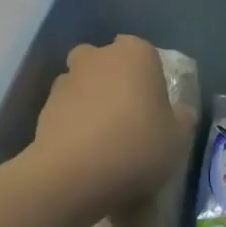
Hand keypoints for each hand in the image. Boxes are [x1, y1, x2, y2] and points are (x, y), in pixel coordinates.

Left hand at [26, 37, 195, 218]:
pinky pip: (65, 109)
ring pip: (83, 83)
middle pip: (107, 62)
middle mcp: (98, 56)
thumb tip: (179, 112)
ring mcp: (67, 78)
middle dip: (113, 81)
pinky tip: (82, 151)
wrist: (74, 174)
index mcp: (135, 53)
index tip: (153, 106)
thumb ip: (181, 118)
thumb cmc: (136, 146)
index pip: (144, 52)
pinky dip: (72, 122)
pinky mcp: (44, 106)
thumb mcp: (178, 139)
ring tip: (101, 138)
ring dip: (90, 101)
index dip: (148, 77)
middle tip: (126, 117)